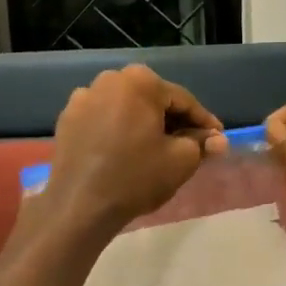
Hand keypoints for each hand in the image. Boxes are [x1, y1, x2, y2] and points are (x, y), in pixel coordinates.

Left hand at [41, 65, 226, 237]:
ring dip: (144, 124)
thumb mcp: (180, 161)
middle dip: (173, 121)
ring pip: (126, 108)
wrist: (78, 205)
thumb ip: (201, 144)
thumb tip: (217, 140)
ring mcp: (83, 97)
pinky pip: (103, 119)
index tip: (217, 139)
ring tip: (156, 150)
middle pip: (152, 100)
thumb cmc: (136, 177)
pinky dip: (117, 131)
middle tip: (190, 145)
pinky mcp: (67, 118)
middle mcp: (109, 79)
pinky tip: (124, 152)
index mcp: (140, 81)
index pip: (183, 100)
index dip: (203, 122)